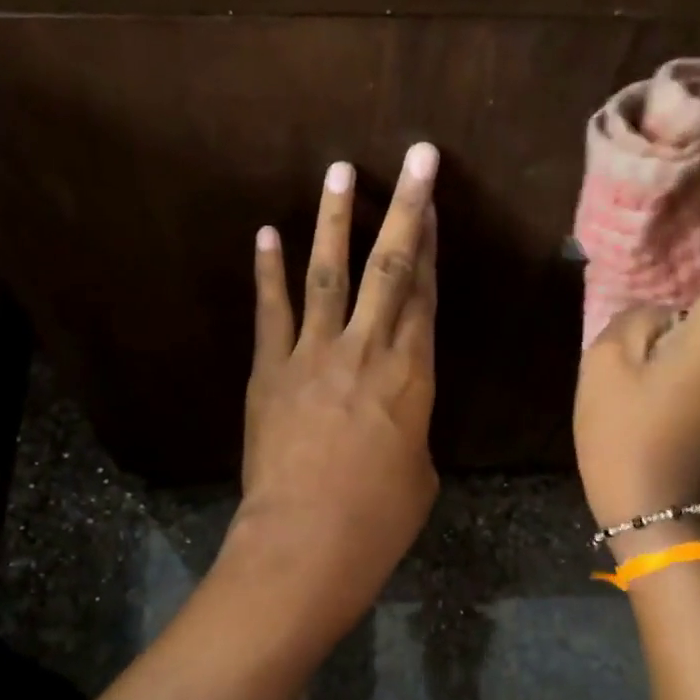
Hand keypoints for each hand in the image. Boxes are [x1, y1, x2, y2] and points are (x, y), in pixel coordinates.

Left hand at [222, 144, 440, 638]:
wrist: (308, 541)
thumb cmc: (378, 519)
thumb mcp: (417, 472)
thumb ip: (407, 430)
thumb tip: (393, 422)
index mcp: (414, 376)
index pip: (426, 297)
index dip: (432, 248)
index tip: (434, 207)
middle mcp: (369, 350)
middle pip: (391, 268)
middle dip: (406, 208)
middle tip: (417, 158)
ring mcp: (315, 355)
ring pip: (329, 273)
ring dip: (334, 220)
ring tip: (340, 172)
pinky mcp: (271, 371)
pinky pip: (271, 311)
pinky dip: (268, 272)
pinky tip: (265, 234)